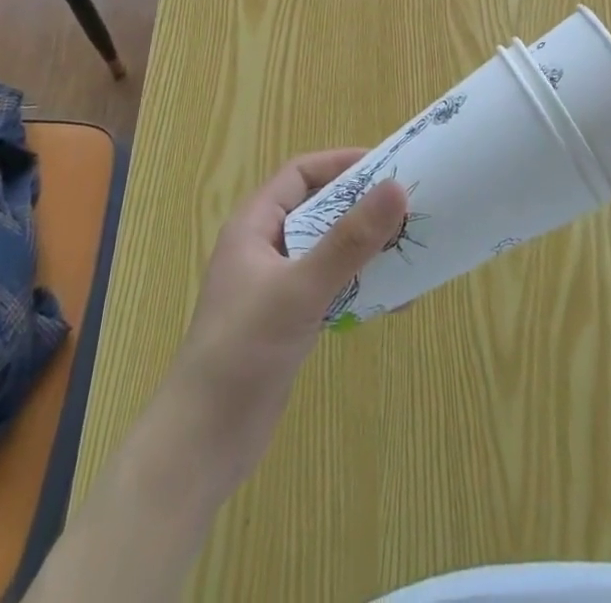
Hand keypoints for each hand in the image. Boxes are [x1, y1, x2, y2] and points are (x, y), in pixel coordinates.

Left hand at [166, 150, 405, 485]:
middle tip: (408, 210)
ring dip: (366, 250)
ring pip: (328, 251)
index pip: (300, 174)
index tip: (387, 167)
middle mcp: (264, 248)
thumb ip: (349, 241)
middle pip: (319, 210)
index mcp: (254, 226)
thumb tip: (397, 189)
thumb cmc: (242, 352)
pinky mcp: (288, 321)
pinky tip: (393, 302)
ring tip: (409, 252)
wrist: (201, 445)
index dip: (341, 164)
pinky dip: (360, 287)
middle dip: (362, 209)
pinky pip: (331, 288)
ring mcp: (276, 287)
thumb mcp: (300, 290)